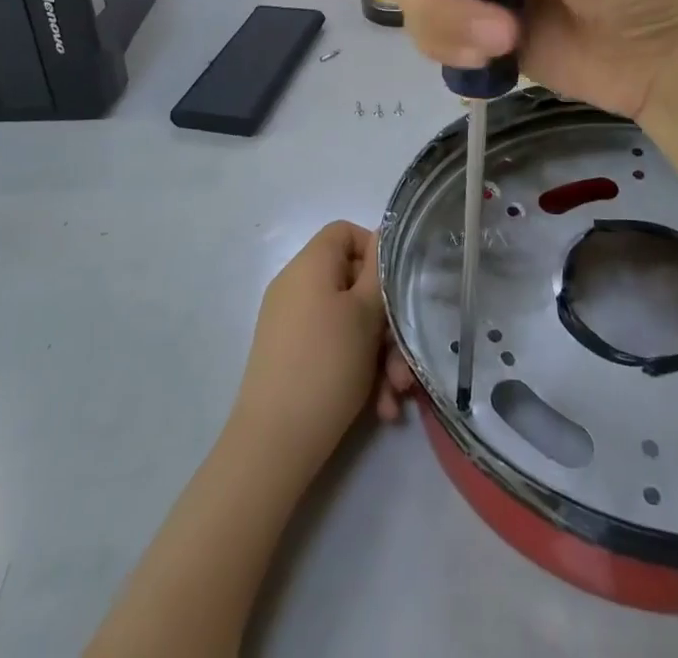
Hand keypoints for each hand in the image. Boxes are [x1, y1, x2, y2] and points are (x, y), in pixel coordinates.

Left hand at [229, 223, 409, 477]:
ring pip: (347, 324)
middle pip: (351, 284)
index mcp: (310, 265)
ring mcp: (290, 323)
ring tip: (395, 395)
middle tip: (404, 361)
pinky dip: (356, 371)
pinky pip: (331, 348)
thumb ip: (378, 273)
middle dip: (385, 324)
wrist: (273, 444)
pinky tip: (379, 409)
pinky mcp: (289, 357)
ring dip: (378, 356)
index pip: (344, 232)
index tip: (397, 286)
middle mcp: (295, 287)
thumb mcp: (365, 315)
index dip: (374, 251)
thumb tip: (380, 240)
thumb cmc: (326, 365)